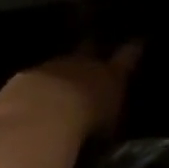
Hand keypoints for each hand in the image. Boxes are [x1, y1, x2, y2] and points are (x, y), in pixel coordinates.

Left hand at [5, 44, 139, 138]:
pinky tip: (38, 94)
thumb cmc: (89, 122)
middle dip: (93, 47)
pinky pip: (40, 76)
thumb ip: (111, 118)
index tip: (139, 40)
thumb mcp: (109, 127)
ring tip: (64, 80)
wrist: (45, 112)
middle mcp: (85, 63)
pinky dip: (41, 83)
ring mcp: (55, 66)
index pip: (128, 57)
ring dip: (64, 69)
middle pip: (90, 47)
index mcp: (112, 75)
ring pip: (62, 61)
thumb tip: (111, 121)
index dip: (133, 49)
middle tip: (94, 47)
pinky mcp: (29, 74)